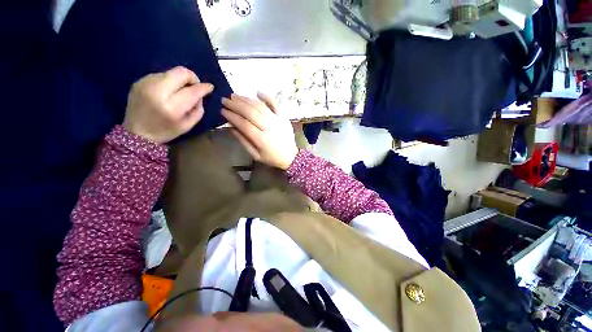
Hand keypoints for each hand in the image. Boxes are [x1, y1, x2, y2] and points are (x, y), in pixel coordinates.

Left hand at [123, 66, 213, 143]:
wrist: (136, 132)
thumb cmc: (166, 131)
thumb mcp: (188, 125)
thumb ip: (198, 109)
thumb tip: (200, 95)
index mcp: (171, 107)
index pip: (192, 91)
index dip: (204, 87)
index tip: (209, 87)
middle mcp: (157, 91)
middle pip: (181, 72)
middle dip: (192, 78)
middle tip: (194, 86)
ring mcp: (146, 84)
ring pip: (170, 72)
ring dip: (179, 80)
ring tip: (179, 91)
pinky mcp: (139, 81)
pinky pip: (160, 75)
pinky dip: (168, 81)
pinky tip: (166, 92)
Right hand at [221, 93, 297, 169]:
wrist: (291, 156)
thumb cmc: (272, 157)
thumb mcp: (256, 155)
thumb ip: (244, 141)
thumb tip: (231, 127)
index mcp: (261, 140)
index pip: (243, 124)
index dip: (232, 116)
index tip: (222, 110)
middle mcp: (269, 127)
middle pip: (250, 112)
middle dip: (235, 104)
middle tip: (225, 100)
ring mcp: (277, 120)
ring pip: (260, 106)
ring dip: (246, 99)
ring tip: (235, 96)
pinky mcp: (284, 117)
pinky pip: (275, 104)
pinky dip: (267, 96)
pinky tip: (257, 92)